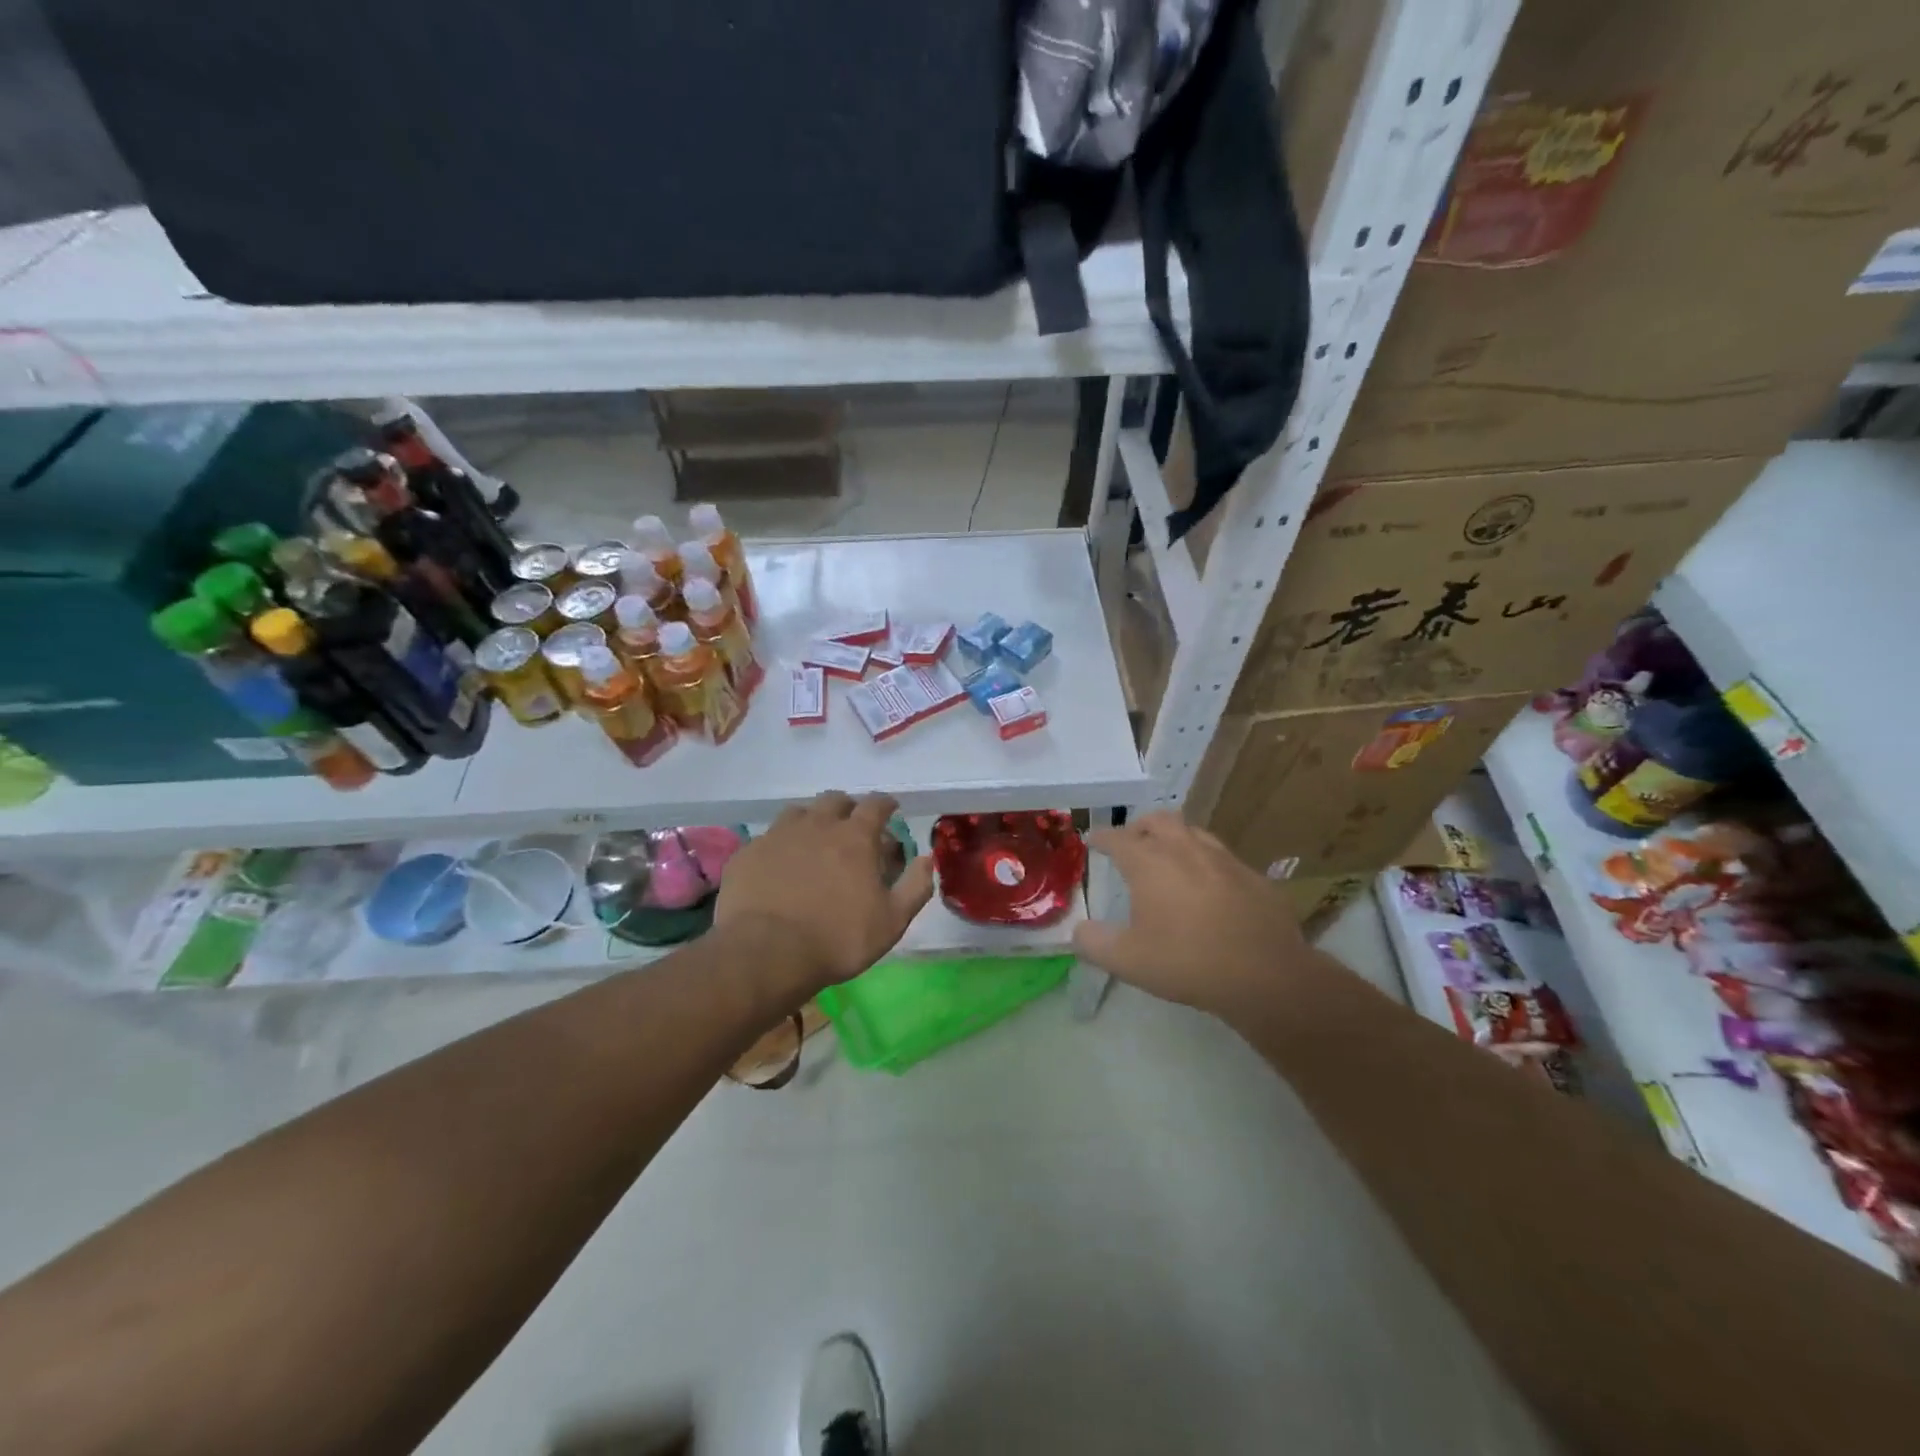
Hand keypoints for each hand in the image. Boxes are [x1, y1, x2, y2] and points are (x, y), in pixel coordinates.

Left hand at [715, 791, 934, 991]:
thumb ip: (915, 887)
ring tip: (814, 839)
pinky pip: (768, 838)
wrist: (766, 953)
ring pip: (799, 812)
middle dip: (848, 807)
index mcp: (855, 837)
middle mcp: (817, 825)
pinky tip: (779, 864)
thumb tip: (927, 859)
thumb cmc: (838, 939)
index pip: (876, 805)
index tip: (890, 809)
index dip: (885, 804)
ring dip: (812, 819)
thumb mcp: (892, 922)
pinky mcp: (748, 853)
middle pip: (835, 800)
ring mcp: (778, 835)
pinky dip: (780, 844)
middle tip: (852, 826)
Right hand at [1072, 813, 1312, 1020]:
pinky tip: (1211, 888)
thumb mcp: (1127, 961)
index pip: (1117, 838)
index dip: (1101, 838)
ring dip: (1176, 839)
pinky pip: (1224, 859)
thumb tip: (1078, 930)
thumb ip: (1094, 943)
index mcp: (1150, 863)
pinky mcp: (1254, 877)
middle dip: (1140, 826)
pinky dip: (1208, 864)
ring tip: (1170, 858)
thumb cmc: (1187, 962)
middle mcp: (1185, 850)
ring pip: (1194, 833)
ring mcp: (1224, 859)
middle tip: (1132, 842)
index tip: (1093, 841)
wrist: (1266, 975)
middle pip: (1159, 820)